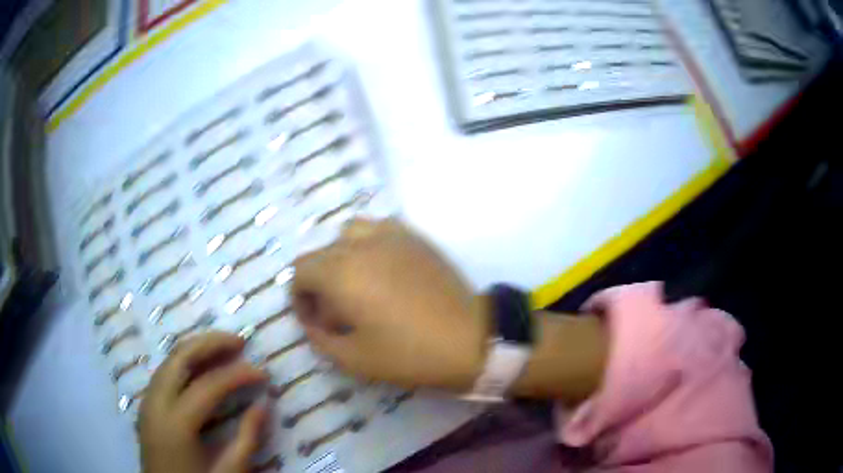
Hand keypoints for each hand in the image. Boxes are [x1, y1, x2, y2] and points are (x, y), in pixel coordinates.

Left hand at [139, 332, 268, 472]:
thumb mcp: (229, 471)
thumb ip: (247, 438)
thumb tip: (264, 404)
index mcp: (176, 423)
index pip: (209, 385)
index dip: (239, 375)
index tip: (264, 373)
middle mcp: (156, 402)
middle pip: (180, 357)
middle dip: (211, 343)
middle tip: (240, 341)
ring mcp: (148, 401)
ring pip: (169, 360)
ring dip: (197, 349)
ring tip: (224, 348)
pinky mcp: (147, 405)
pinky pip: (165, 373)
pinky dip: (185, 363)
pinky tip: (201, 368)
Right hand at [292, 219, 487, 390]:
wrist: (470, 338)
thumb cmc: (410, 354)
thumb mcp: (354, 360)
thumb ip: (320, 338)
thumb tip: (312, 322)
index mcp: (341, 273)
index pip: (301, 271)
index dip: (300, 298)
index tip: (316, 322)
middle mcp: (361, 245)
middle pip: (321, 254)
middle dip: (320, 284)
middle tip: (338, 315)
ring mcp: (390, 236)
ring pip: (348, 235)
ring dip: (342, 259)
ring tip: (358, 287)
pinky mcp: (414, 237)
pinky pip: (378, 230)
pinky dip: (369, 246)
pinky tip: (384, 272)